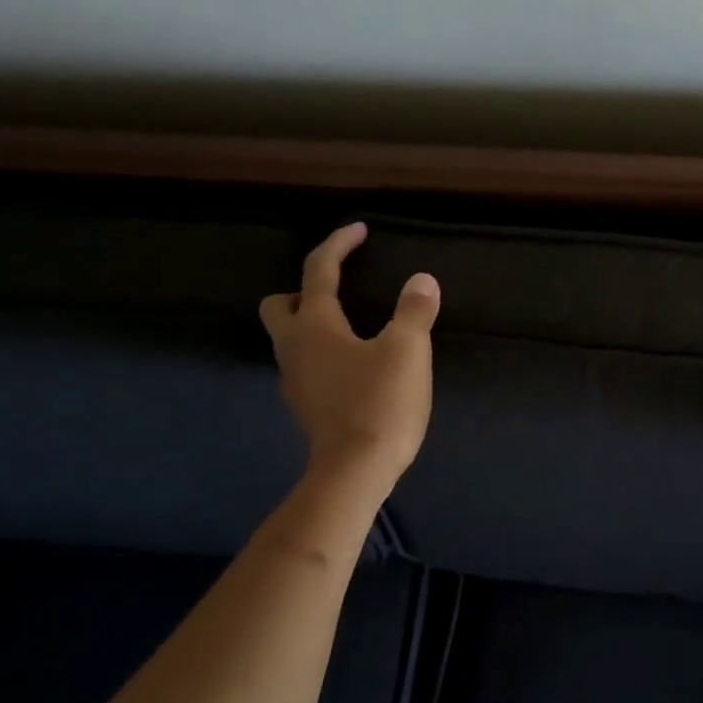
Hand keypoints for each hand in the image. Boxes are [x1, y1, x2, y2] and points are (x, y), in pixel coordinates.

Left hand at [260, 223, 439, 495]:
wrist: (355, 471)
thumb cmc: (380, 403)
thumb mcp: (408, 351)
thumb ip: (414, 311)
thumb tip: (422, 281)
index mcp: (315, 325)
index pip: (319, 271)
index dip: (339, 245)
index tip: (359, 230)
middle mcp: (293, 347)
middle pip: (279, 305)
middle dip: (304, 290)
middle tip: (340, 290)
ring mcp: (294, 380)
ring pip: (289, 338)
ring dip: (311, 323)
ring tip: (352, 327)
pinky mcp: (304, 405)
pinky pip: (303, 364)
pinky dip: (320, 352)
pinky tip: (351, 365)